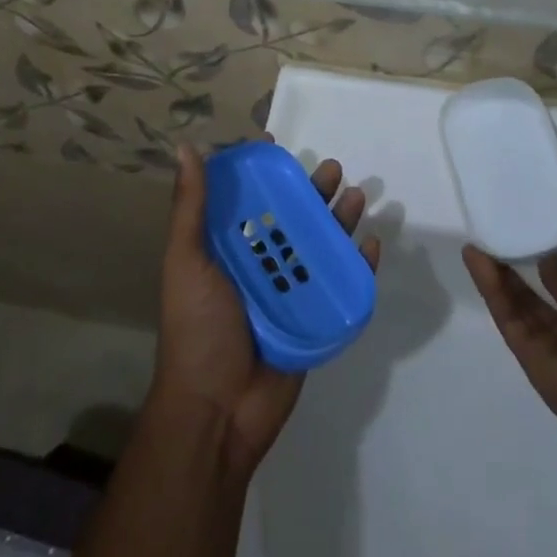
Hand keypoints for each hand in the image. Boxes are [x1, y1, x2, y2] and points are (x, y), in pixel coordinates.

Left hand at [151, 145, 380, 477]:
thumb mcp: (186, 262)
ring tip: (355, 197)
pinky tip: (371, 245)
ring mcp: (289, 292)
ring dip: (339, 220)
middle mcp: (260, 265)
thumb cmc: (197, 329)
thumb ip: (190, 208)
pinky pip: (341, 285)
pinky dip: (358, 264)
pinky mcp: (314, 319)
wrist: (217, 411)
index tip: (276, 144)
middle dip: (312, 191)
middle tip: (332, 169)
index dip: (262, 173)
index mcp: (227, 250)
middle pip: (291, 217)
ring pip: (320, 245)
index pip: (247, 200)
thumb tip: (186, 147)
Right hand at [463, 175, 556, 459]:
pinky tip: (474, 257)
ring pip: (520, 302)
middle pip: (543, 290)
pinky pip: (506, 315)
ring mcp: (551, 342)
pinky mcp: (527, 353)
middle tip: (499, 231)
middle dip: (523, 263)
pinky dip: (490, 287)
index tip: (536, 220)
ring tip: (477, 240)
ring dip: (500, 272)